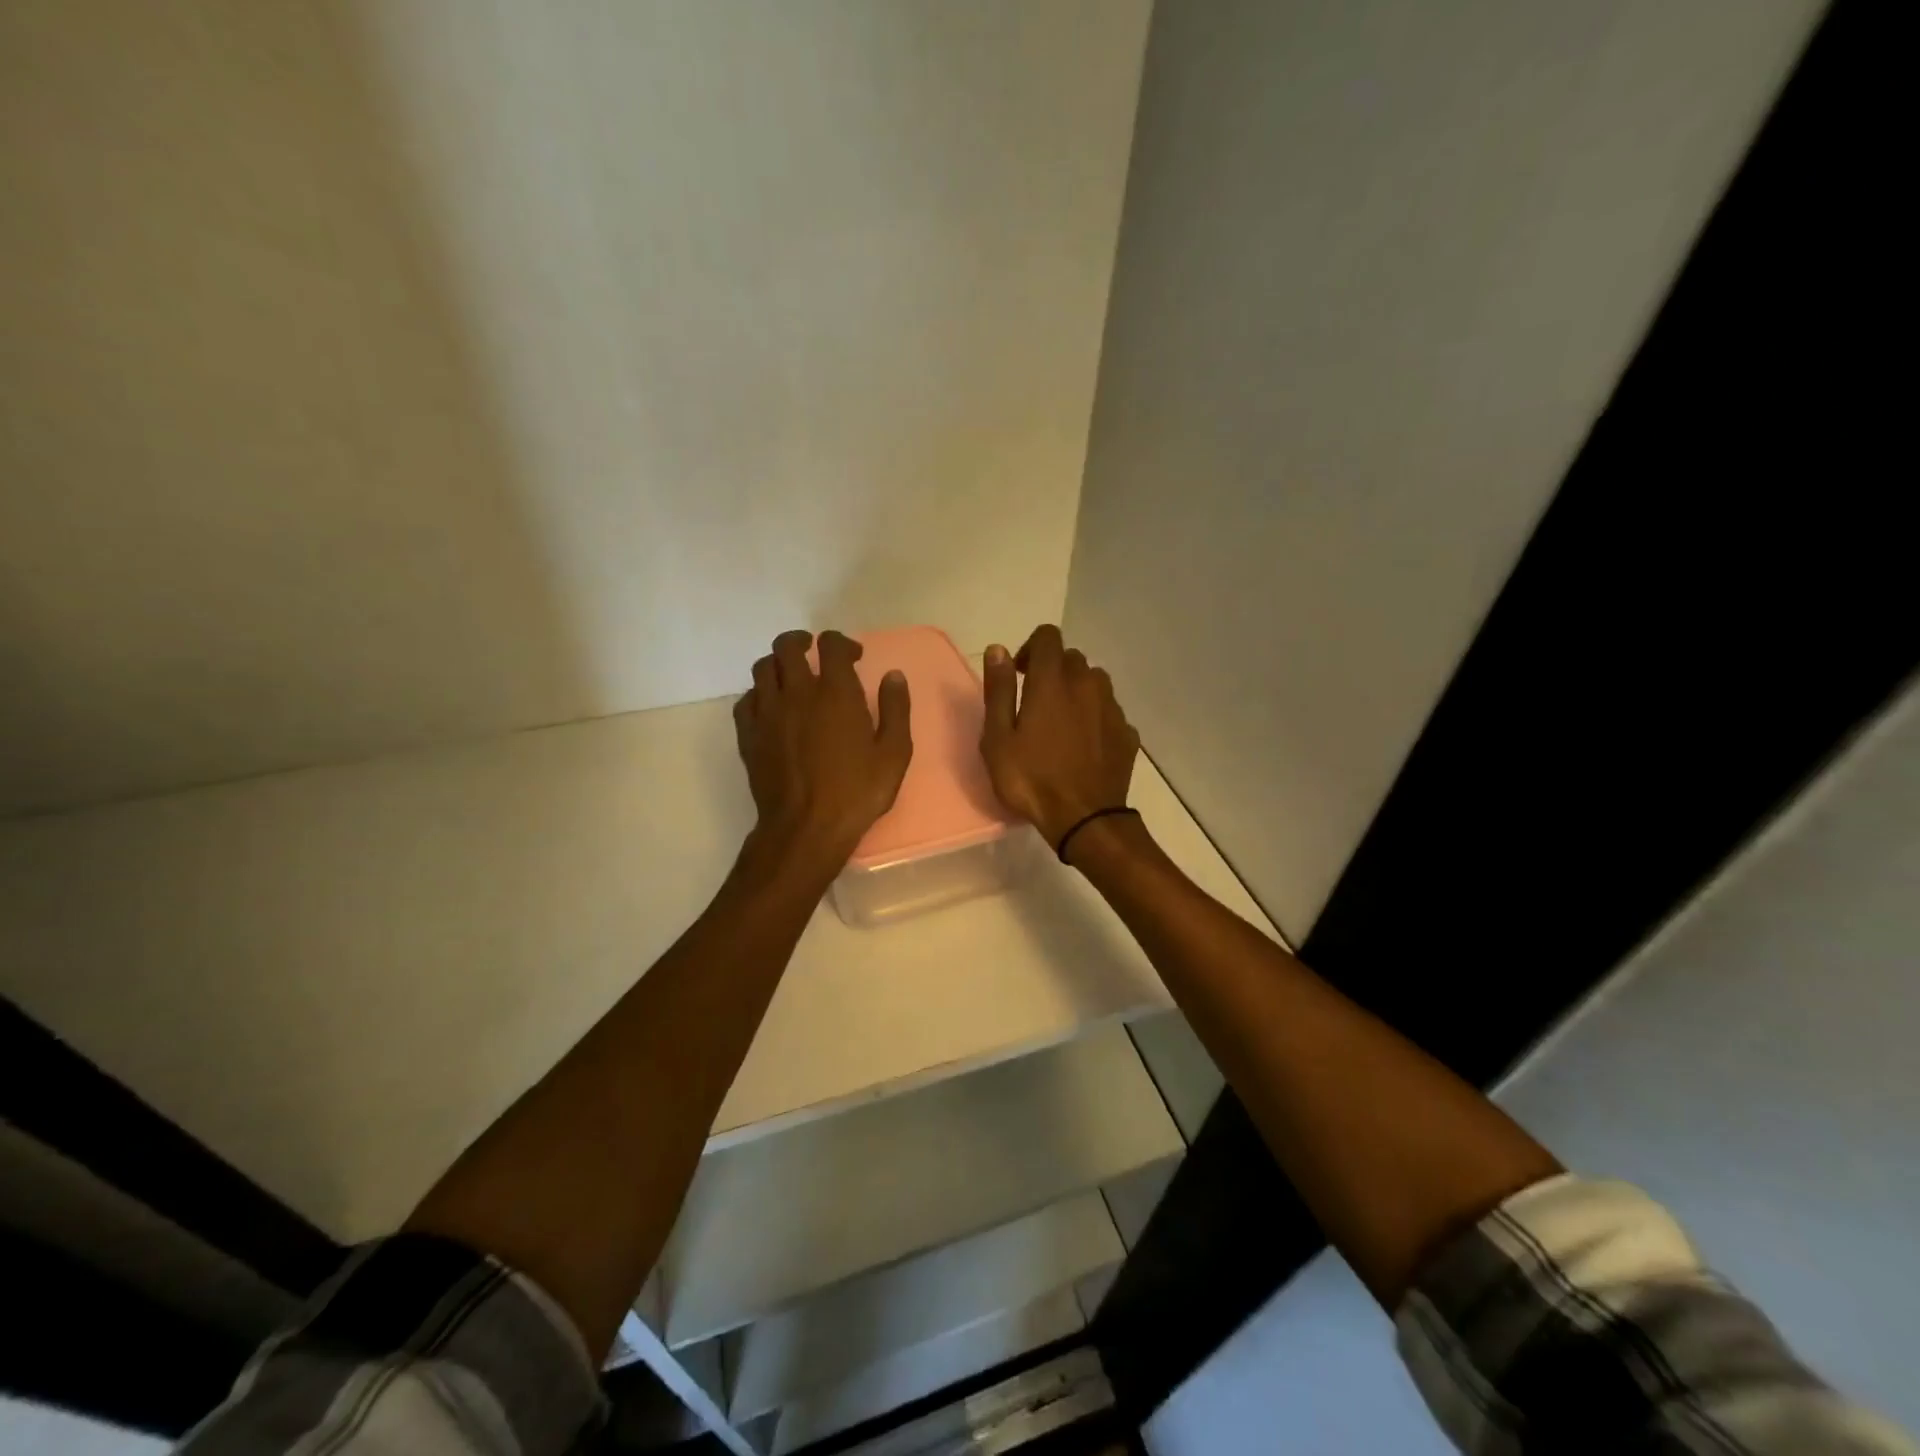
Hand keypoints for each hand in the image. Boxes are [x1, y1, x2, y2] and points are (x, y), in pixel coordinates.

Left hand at [734, 629, 912, 864]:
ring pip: (763, 668)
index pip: (830, 645)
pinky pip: (747, 699)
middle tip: (814, 652)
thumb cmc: (856, 792)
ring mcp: (767, 712)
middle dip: (802, 641)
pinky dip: (759, 694)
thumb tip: (893, 676)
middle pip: (787, 646)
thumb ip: (895, 709)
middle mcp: (797, 692)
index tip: (853, 657)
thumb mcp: (894, 754)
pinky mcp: (748, 734)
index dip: (842, 643)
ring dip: (778, 664)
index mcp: (835, 692)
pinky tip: (772, 707)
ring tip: (791, 676)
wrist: (806, 828)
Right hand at [980, 625, 1139, 849]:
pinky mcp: (1128, 732)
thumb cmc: (1031, 779)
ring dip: (1077, 690)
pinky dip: (1095, 716)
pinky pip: (1109, 710)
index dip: (1031, 648)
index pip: (1048, 636)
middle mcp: (1087, 685)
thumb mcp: (998, 738)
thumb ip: (998, 690)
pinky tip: (1084, 745)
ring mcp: (1112, 708)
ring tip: (1061, 722)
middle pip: (1072, 658)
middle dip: (1053, 670)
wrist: (1085, 819)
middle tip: (1035, 702)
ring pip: (1095, 681)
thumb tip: (998, 650)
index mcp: (1052, 681)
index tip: (1018, 674)